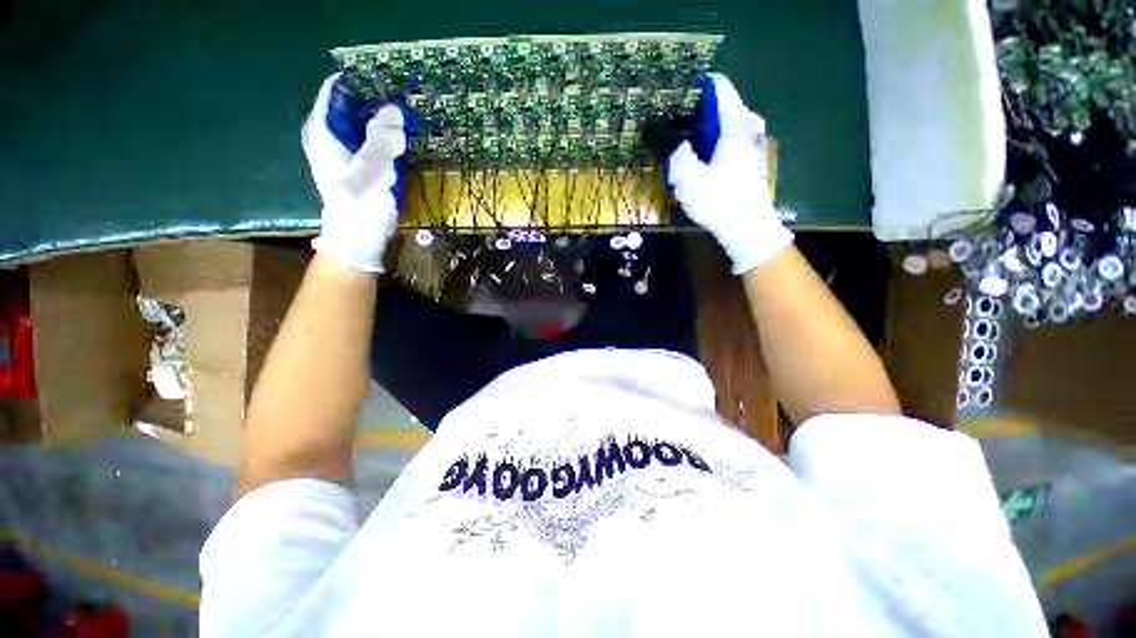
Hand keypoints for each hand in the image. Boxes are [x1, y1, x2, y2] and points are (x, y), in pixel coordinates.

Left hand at [302, 73, 406, 272]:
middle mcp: (328, 136)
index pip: (336, 90)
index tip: (388, 84)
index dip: (361, 84)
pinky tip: (400, 141)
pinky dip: (384, 138)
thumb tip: (394, 109)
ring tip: (406, 119)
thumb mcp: (373, 170)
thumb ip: (382, 138)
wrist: (358, 240)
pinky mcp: (355, 165)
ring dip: (382, 121)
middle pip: (350, 105)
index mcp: (323, 131)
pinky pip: (369, 141)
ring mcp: (341, 151)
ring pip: (361, 124)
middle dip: (375, 102)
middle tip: (403, 102)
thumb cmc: (361, 205)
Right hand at [667, 73, 792, 274]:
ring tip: (668, 146)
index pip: (714, 84)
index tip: (665, 100)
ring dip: (692, 134)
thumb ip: (670, 148)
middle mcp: (745, 124)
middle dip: (685, 115)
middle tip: (660, 128)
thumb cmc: (720, 200)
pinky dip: (702, 146)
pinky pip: (719, 141)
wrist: (747, 230)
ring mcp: (747, 142)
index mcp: (735, 121)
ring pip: (715, 126)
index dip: (688, 88)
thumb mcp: (688, 175)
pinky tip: (687, 163)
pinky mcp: (744, 158)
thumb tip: (652, 127)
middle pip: (713, 106)